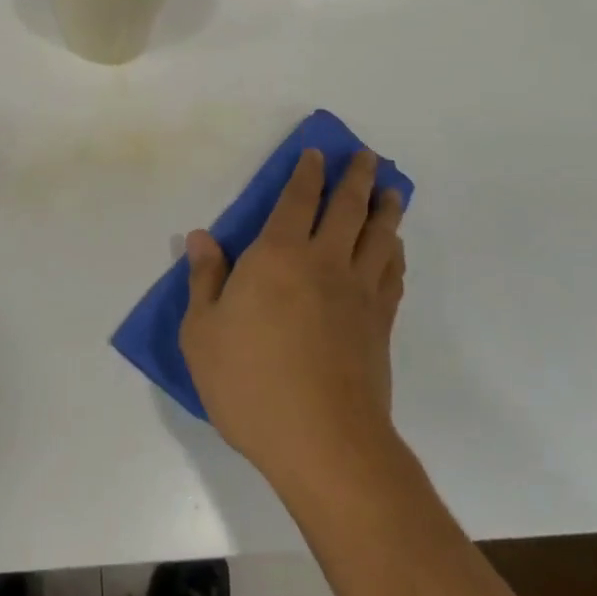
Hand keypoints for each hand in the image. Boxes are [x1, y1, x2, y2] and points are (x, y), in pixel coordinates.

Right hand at [180, 148, 405, 485]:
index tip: (316, 154)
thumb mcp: (203, 332)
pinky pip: (392, 274)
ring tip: (391, 189)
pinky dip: (395, 252)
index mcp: (277, 256)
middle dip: (356, 176)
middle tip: (366, 155)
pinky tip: (394, 247)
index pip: (296, 200)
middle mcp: (324, 262)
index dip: (306, 173)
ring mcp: (358, 293)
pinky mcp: (379, 324)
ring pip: (378, 236)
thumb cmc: (250, 383)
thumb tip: (201, 237)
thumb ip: (204, 279)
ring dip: (385, 207)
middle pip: (347, 208)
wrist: (323, 442)